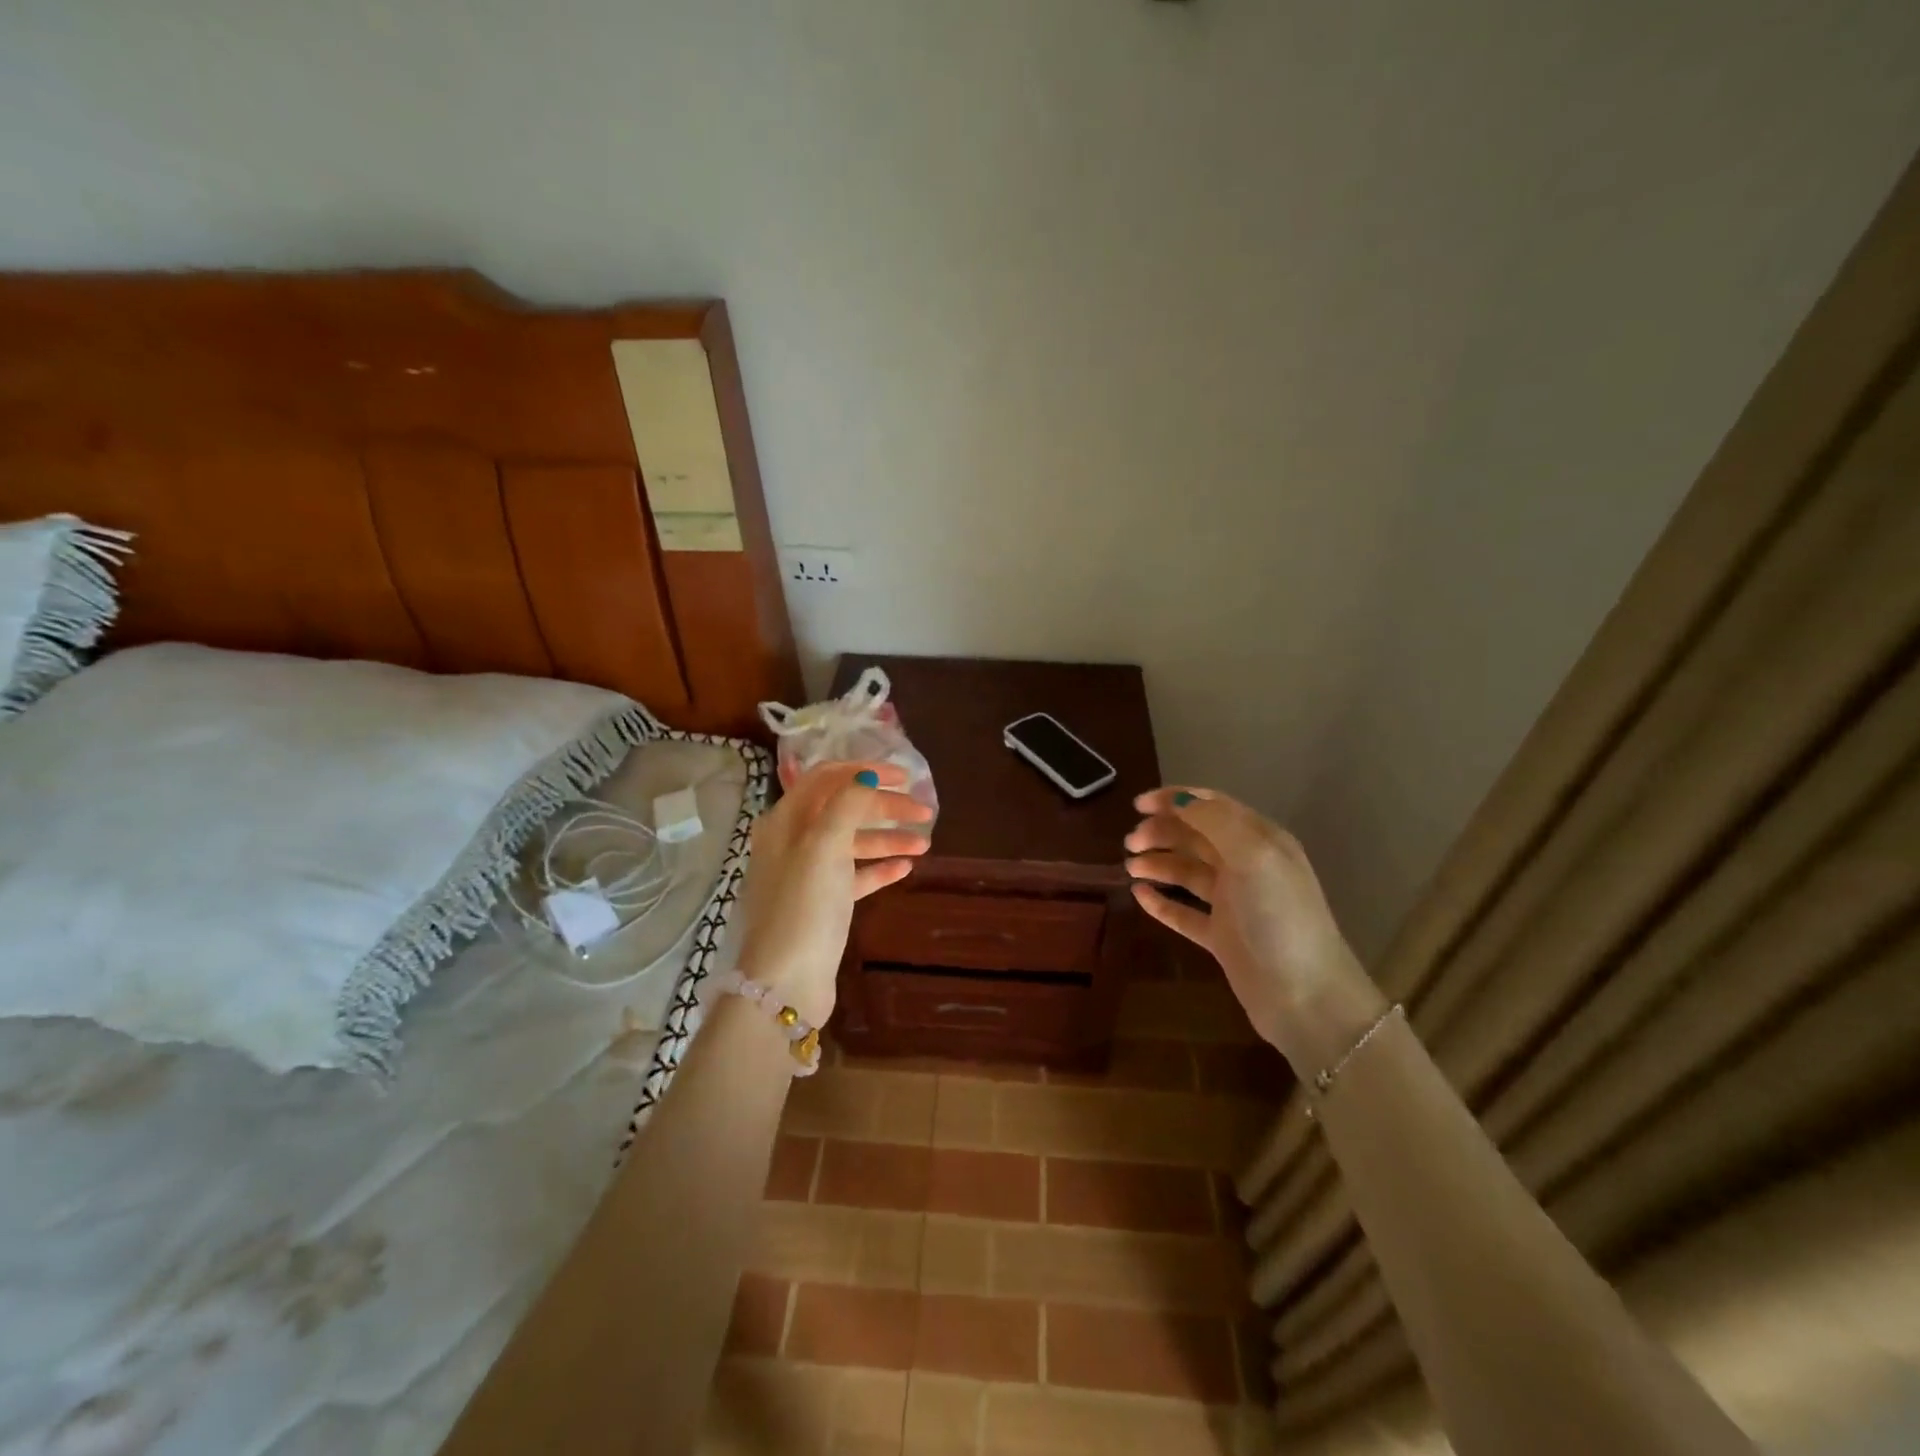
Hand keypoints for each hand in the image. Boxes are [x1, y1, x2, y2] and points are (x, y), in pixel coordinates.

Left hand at [737, 761, 932, 1024]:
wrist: (786, 981)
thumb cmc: (804, 905)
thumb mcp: (824, 846)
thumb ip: (847, 804)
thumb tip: (866, 775)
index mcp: (785, 820)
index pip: (826, 778)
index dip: (865, 771)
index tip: (904, 777)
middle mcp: (793, 841)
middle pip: (844, 810)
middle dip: (884, 807)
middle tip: (925, 812)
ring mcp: (807, 874)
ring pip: (852, 843)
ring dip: (887, 839)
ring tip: (924, 844)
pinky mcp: (822, 903)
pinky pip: (854, 875)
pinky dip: (879, 868)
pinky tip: (905, 867)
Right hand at [1125, 787, 1383, 1069]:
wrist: (1306, 997)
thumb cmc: (1278, 917)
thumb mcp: (1252, 855)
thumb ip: (1214, 821)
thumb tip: (1179, 800)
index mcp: (1260, 840)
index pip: (1212, 806)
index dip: (1174, 800)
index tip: (1137, 805)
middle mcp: (1248, 866)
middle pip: (1196, 836)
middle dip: (1162, 832)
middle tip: (1130, 843)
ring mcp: (1235, 903)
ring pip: (1188, 872)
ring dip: (1159, 863)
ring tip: (1131, 868)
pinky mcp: (1222, 937)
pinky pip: (1185, 912)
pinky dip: (1161, 901)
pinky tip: (1139, 895)